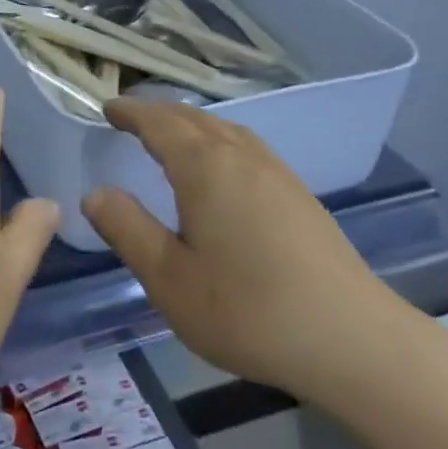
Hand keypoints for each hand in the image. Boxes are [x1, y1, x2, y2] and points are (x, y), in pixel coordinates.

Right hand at [83, 99, 410, 404]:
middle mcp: (241, 156)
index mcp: (204, 167)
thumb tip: (95, 193)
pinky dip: (219, 140)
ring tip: (172, 134)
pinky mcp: (299, 196)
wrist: (352, 340)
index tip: (108, 108)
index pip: (158, 123)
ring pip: (225, 130)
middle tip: (131, 116)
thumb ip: (127, 229)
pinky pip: (247, 147)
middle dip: (158, 112)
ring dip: (191, 123)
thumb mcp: (169, 278)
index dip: (131, 112)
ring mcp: (277, 173)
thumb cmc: (247, 310)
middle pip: (193, 118)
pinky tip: (224, 168)